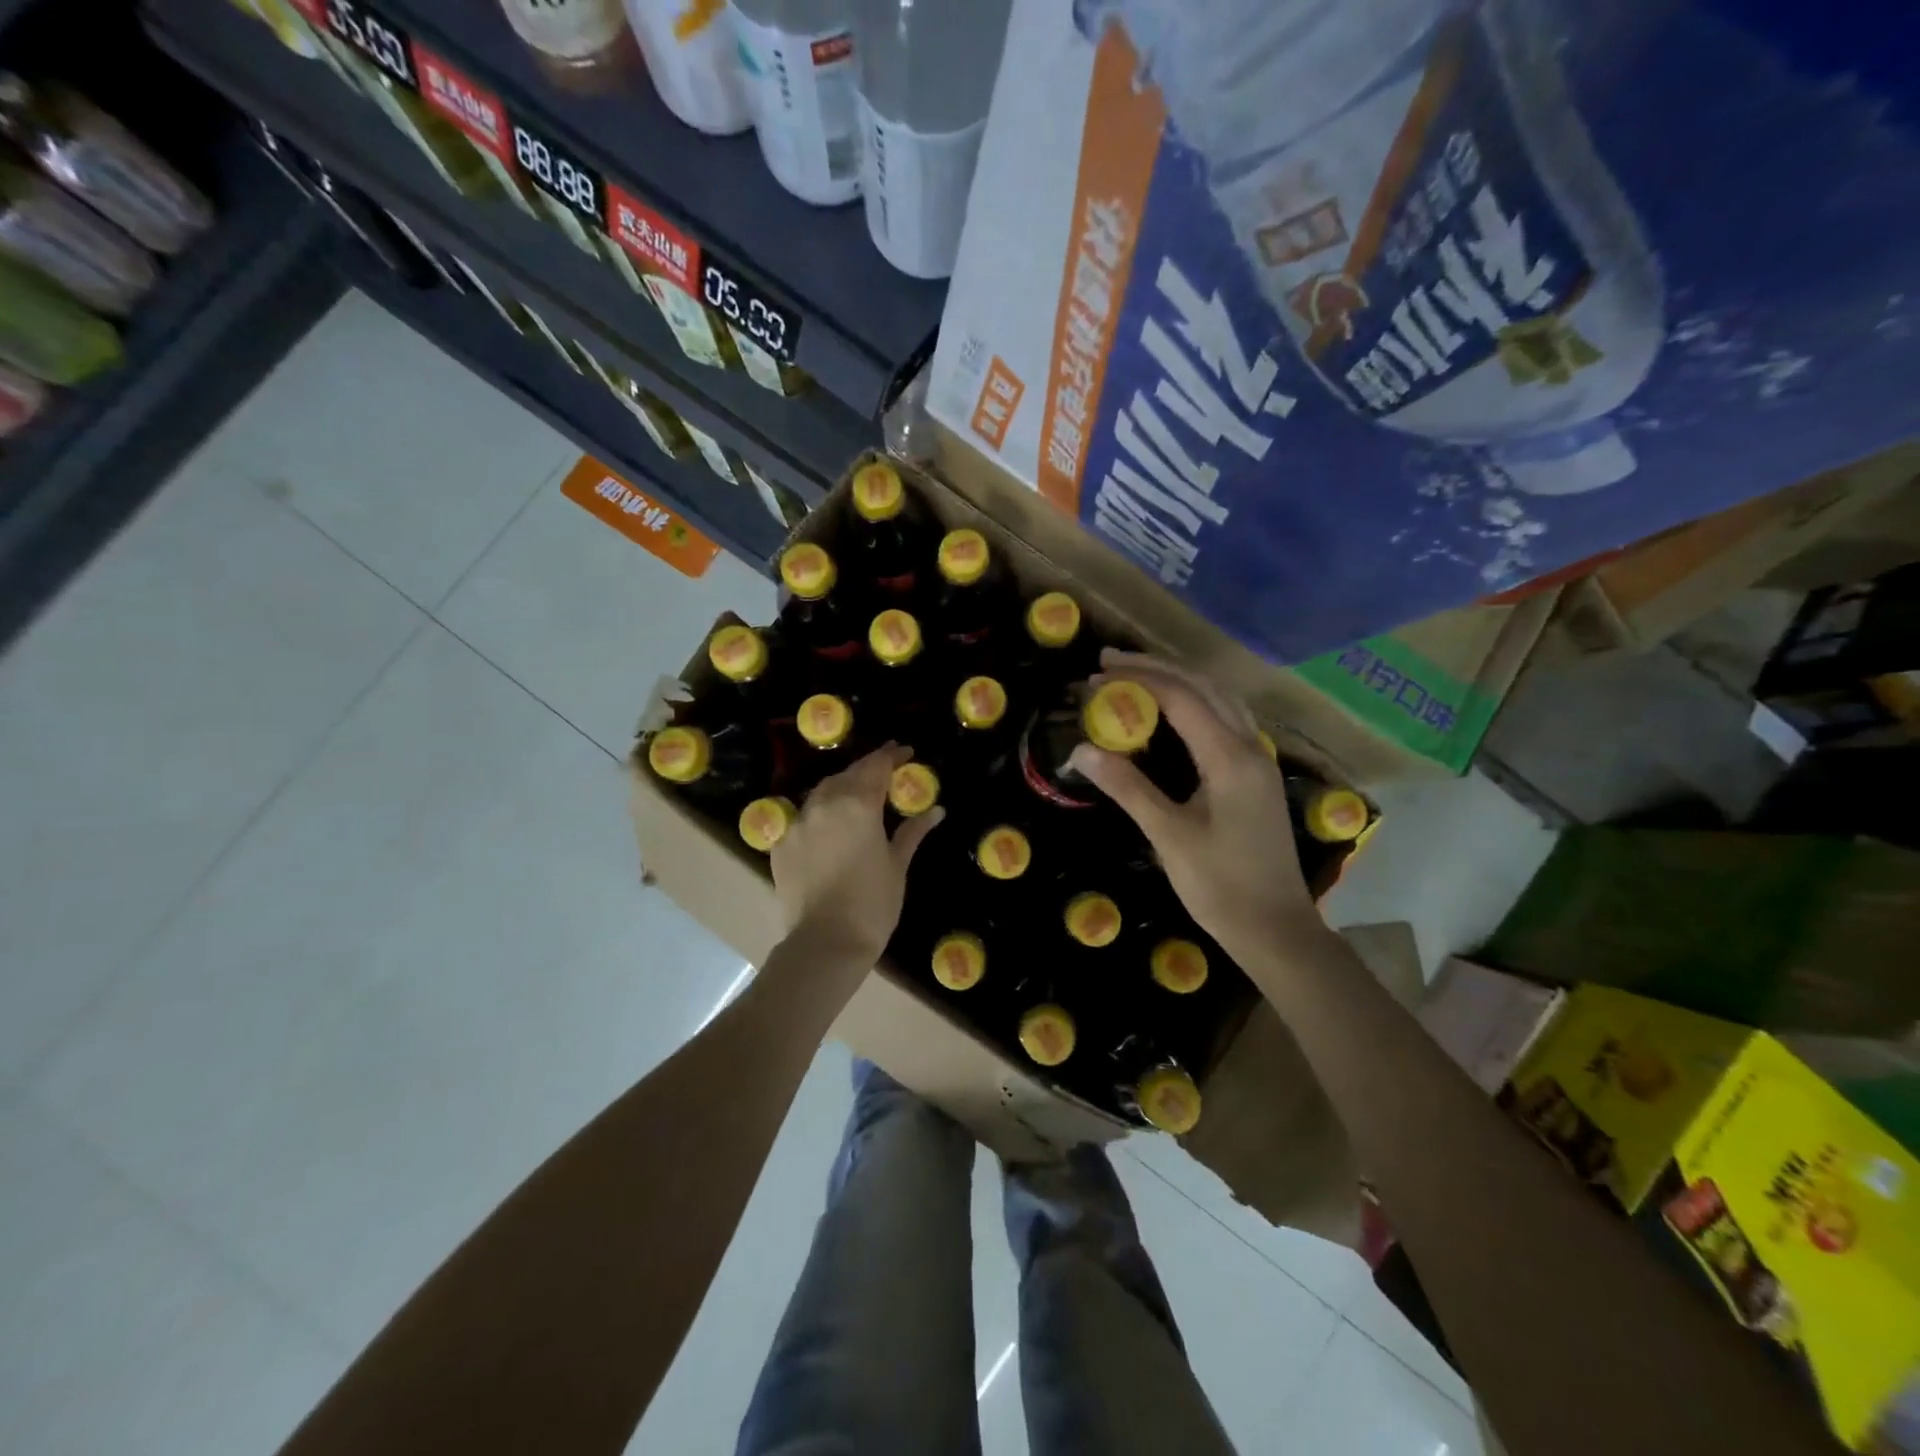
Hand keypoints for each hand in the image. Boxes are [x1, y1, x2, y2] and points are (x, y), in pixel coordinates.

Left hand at [770, 743, 943, 968]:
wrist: (825, 943)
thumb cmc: (872, 904)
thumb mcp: (897, 865)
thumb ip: (912, 832)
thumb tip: (936, 811)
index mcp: (858, 805)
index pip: (876, 767)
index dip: (891, 756)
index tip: (904, 752)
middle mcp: (824, 804)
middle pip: (848, 774)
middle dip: (867, 769)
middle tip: (885, 770)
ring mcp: (798, 823)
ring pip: (822, 792)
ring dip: (842, 787)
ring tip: (858, 795)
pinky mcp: (781, 844)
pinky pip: (803, 817)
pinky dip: (820, 813)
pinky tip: (830, 826)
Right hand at [1070, 650, 1324, 963]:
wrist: (1276, 928)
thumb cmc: (1220, 885)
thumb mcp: (1168, 836)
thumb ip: (1128, 787)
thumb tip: (1083, 749)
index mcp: (1230, 758)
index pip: (1182, 698)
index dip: (1138, 680)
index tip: (1097, 675)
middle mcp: (1250, 747)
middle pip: (1203, 687)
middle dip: (1156, 669)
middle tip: (1109, 664)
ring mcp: (1259, 760)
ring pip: (1220, 699)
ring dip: (1178, 680)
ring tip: (1136, 676)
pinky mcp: (1257, 775)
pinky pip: (1226, 719)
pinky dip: (1195, 702)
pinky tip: (1174, 711)